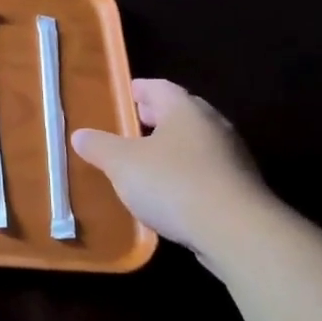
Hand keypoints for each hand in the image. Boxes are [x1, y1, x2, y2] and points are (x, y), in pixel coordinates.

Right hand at [71, 79, 272, 254]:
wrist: (236, 232)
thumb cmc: (173, 183)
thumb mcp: (122, 164)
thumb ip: (99, 146)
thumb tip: (80, 135)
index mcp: (185, 110)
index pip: (160, 87)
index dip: (140, 89)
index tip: (126, 94)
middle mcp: (213, 126)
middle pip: (182, 112)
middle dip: (158, 116)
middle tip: (133, 124)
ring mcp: (232, 157)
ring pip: (196, 142)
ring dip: (173, 146)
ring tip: (147, 160)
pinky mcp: (241, 188)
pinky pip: (206, 170)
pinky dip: (186, 172)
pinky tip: (170, 191)